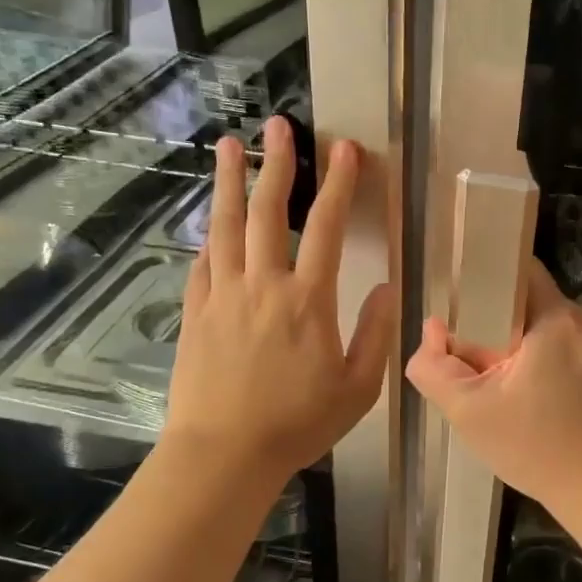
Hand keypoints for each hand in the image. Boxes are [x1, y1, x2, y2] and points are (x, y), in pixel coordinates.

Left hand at [162, 116, 394, 482]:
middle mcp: (262, 286)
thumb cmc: (298, 424)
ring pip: (225, 227)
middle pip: (267, 212)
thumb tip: (385, 288)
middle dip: (275, 165)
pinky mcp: (195, 314)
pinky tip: (210, 224)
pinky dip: (209, 237)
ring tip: (228, 146)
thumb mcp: (357, 388)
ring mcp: (222, 296)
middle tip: (277, 126)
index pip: (325, 228)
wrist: (224, 454)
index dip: (338, 185)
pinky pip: (202, 263)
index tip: (344, 149)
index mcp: (308, 301)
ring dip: (228, 183)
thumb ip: (375, 334)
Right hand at [406, 259, 581, 514]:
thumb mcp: (470, 412)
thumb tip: (432, 331)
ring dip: (534, 348)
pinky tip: (550, 403)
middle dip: (506, 327)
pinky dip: (560, 366)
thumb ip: (435, 368)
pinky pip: (580, 353)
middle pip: (536, 304)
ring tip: (517, 389)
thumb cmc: (537, 448)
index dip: (488, 284)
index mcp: (556, 319)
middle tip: (484, 364)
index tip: (468, 310)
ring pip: (558, 331)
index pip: (519, 271)